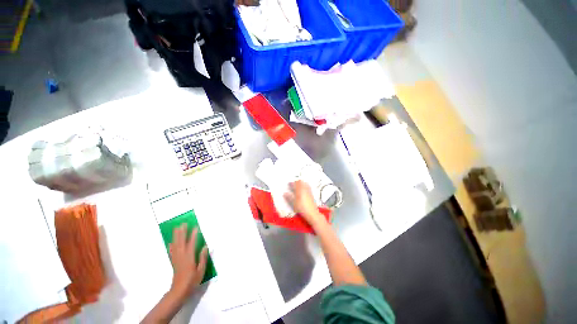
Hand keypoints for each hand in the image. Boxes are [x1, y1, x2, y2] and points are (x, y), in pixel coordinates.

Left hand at [169, 224, 208, 299]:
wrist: (179, 291)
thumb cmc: (192, 281)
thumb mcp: (201, 270)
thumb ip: (203, 258)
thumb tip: (205, 246)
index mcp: (189, 257)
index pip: (191, 243)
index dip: (194, 235)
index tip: (196, 227)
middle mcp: (182, 256)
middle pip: (181, 242)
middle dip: (182, 232)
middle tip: (183, 224)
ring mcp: (177, 258)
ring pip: (175, 245)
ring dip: (176, 236)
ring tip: (177, 228)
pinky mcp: (174, 262)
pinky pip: (172, 251)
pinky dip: (171, 246)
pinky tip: (170, 242)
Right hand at [284, 180, 326, 227]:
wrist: (312, 213)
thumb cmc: (301, 208)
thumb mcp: (293, 203)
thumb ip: (289, 197)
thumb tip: (284, 193)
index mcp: (300, 190)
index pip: (296, 183)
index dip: (292, 183)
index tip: (289, 184)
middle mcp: (305, 189)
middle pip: (301, 182)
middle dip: (297, 182)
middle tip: (293, 185)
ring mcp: (309, 191)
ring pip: (305, 184)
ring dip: (301, 184)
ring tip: (298, 186)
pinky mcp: (312, 194)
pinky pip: (308, 187)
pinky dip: (305, 186)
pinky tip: (303, 190)